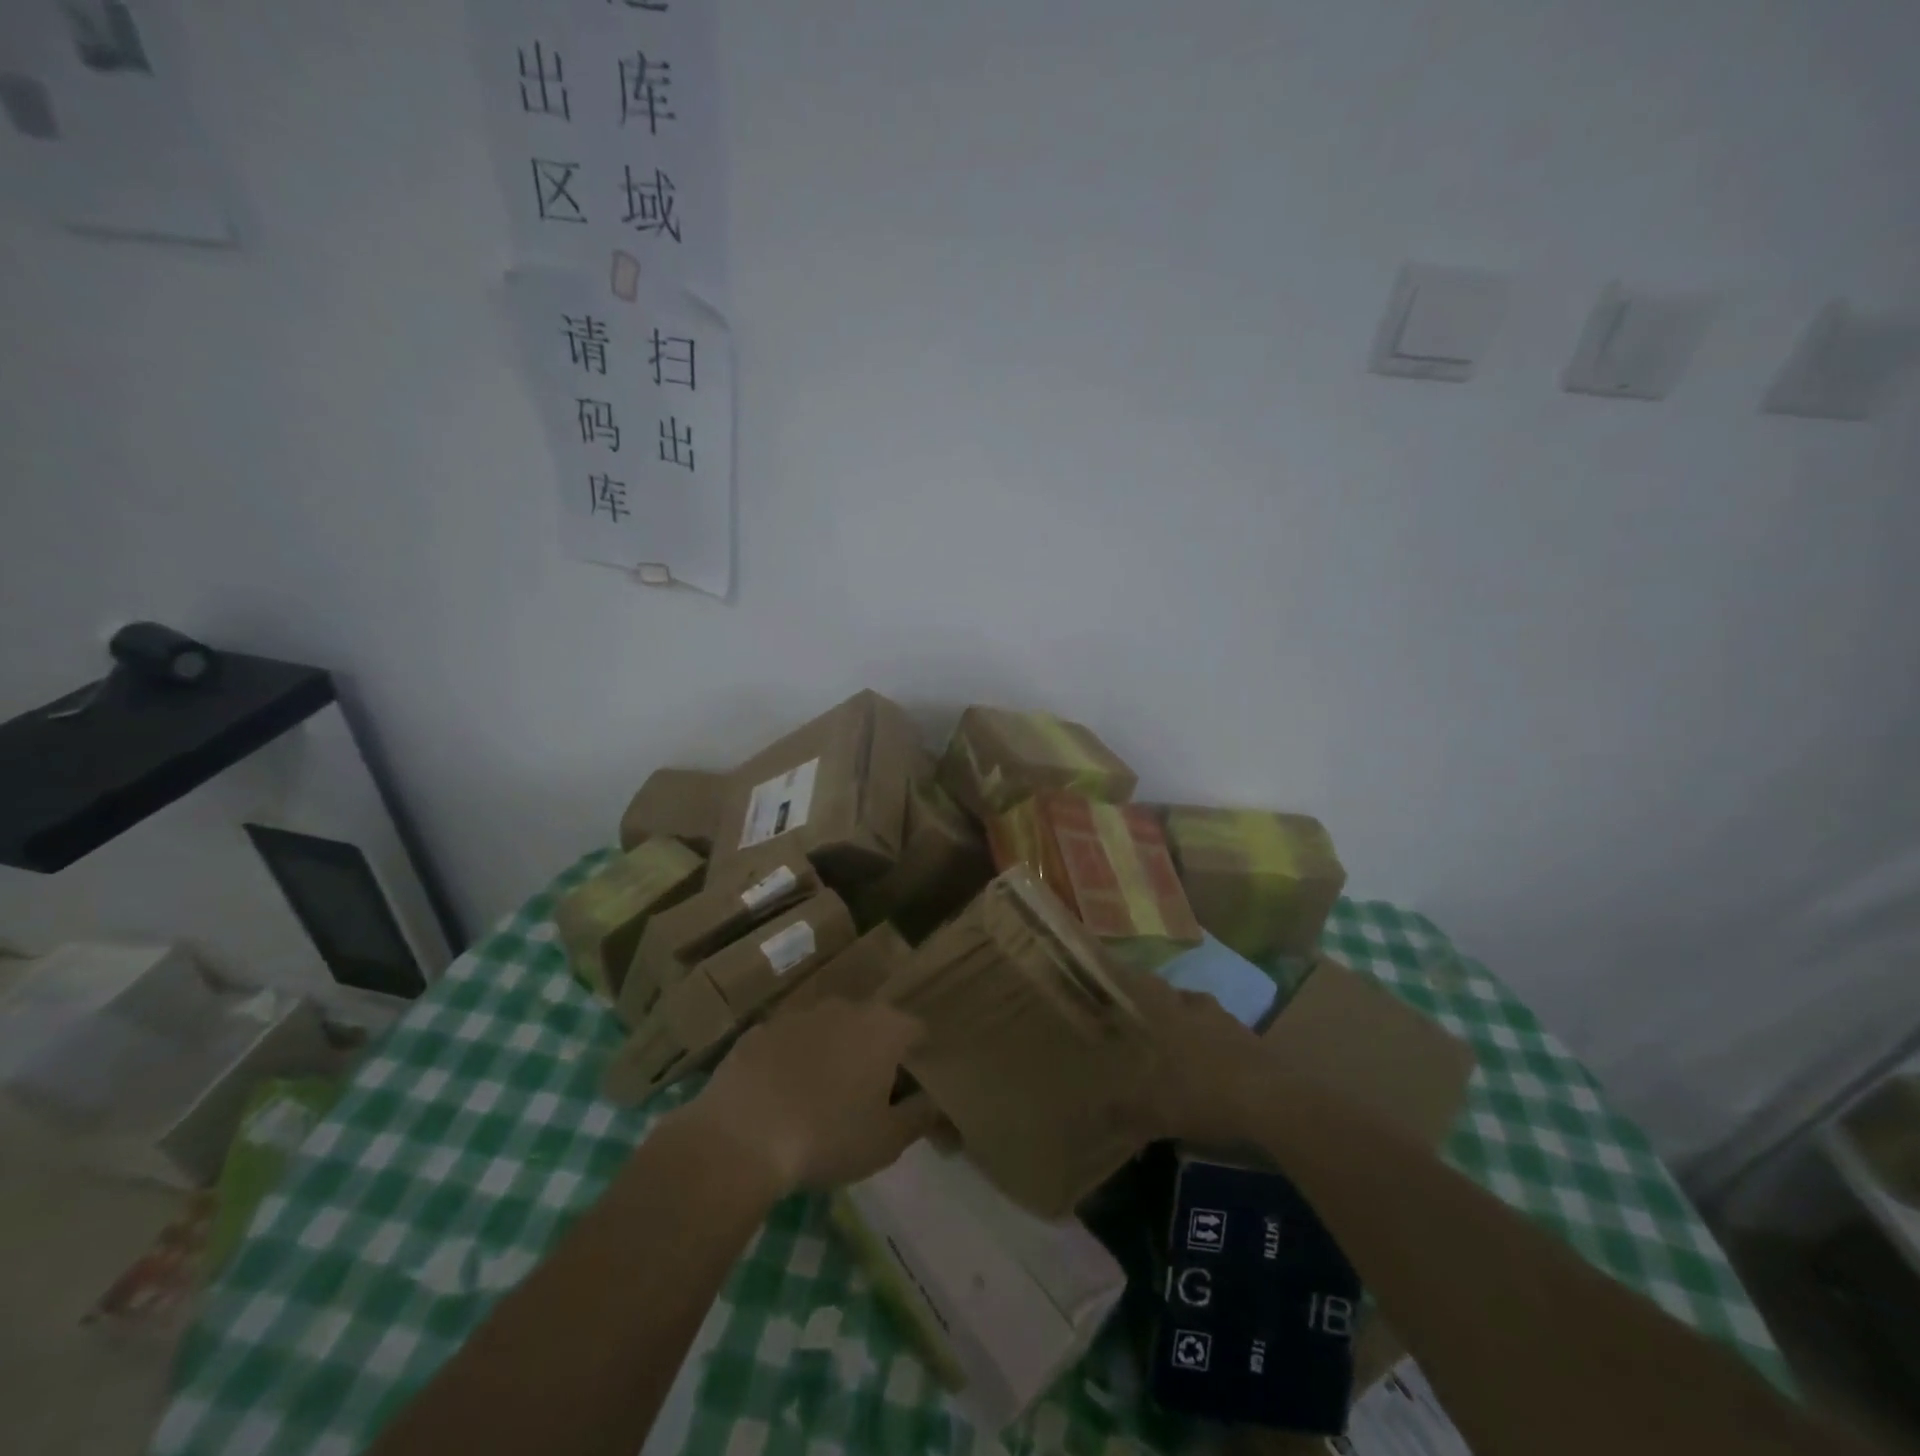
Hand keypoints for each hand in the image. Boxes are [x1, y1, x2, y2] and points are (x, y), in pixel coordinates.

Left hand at [677, 999, 941, 1195]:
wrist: (740, 1136)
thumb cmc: (828, 1137)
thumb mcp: (887, 1141)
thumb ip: (921, 1116)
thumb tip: (936, 1103)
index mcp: (883, 1028)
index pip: (917, 1031)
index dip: (920, 1059)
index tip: (912, 1089)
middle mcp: (845, 1007)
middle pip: (872, 1025)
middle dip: (874, 1053)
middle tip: (867, 1096)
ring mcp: (799, 1014)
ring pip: (828, 1030)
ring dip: (831, 1054)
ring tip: (821, 1098)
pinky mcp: (760, 1029)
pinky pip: (788, 1043)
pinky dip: (791, 1061)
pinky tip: (780, 1096)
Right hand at [1122, 973, 1273, 1146]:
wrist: (1276, 1104)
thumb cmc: (1205, 1094)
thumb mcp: (1158, 1110)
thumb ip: (1126, 1110)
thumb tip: (1098, 1112)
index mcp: (1170, 1015)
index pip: (1144, 985)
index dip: (1128, 979)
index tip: (1114, 978)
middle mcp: (1198, 1009)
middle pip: (1177, 995)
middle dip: (1162, 1004)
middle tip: (1149, 1019)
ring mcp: (1231, 1024)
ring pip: (1204, 1013)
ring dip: (1193, 1022)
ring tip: (1182, 1043)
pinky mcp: (1256, 1043)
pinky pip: (1227, 1035)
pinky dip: (1217, 1044)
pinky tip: (1214, 1066)